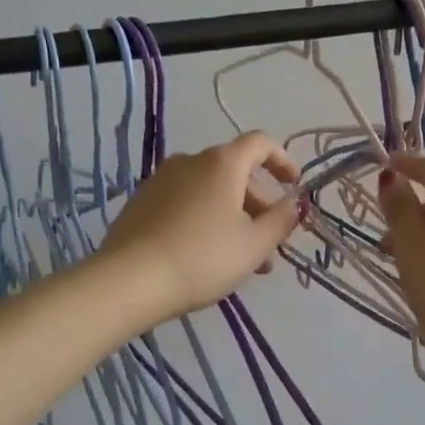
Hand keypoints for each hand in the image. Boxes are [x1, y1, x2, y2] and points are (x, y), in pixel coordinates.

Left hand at [99, 132, 302, 322]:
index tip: (293, 186)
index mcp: (222, 162)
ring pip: (210, 191)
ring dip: (233, 217)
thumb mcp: (254, 245)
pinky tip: (206, 255)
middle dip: (258, 205)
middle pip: (235, 172)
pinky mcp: (142, 202)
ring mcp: (161, 180)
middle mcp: (190, 161)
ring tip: (242, 260)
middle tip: (269, 244)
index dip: (282, 161)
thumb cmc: (203, 258)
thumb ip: (281, 220)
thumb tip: (294, 204)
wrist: (130, 280)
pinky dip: (205, 219)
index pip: (260, 144)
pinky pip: (185, 202)